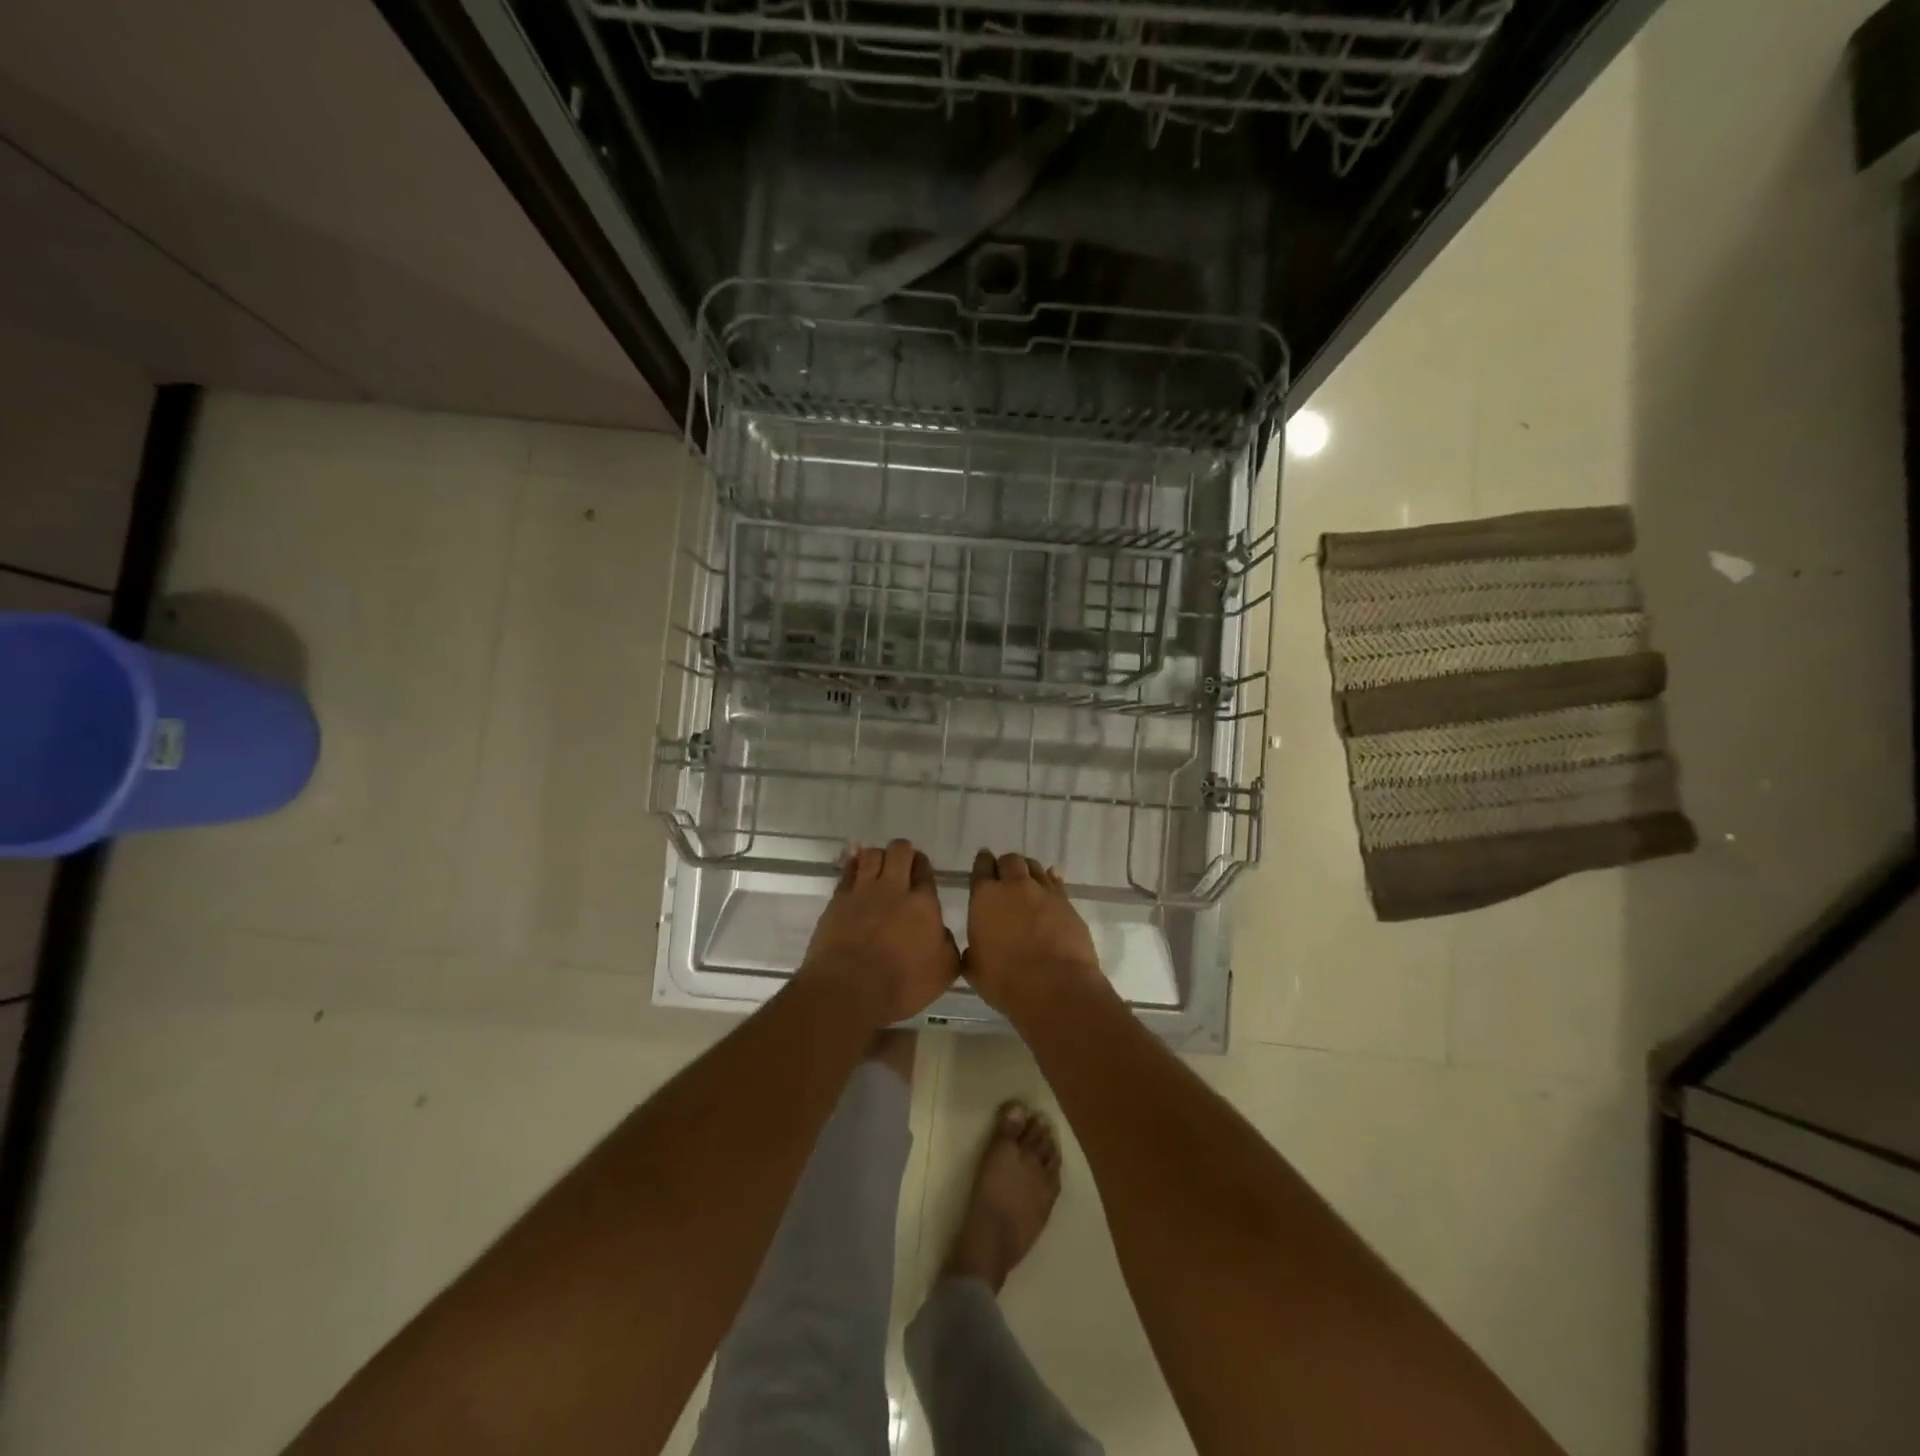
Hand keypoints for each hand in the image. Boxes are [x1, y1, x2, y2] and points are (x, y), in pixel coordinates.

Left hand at [802, 839, 958, 1025]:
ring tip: (877, 869)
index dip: (923, 867)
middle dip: (903, 853)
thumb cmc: (902, 984)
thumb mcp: (943, 972)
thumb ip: (948, 945)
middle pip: (900, 851)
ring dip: (877, 857)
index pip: (925, 869)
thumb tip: (942, 932)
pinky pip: (847, 871)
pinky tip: (855, 868)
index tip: (920, 874)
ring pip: (871, 854)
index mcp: (923, 903)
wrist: (849, 989)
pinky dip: (853, 865)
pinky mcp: (837, 900)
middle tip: (901, 867)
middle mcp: (894, 888)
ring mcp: (863, 891)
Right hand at [964, 851, 1106, 1015]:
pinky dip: (1051, 882)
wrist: (1056, 986)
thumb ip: (972, 952)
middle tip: (1004, 878)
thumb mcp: (974, 970)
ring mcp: (1044, 892)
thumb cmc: (1006, 980)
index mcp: (985, 897)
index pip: (981, 867)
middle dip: (1005, 865)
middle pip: (1010, 860)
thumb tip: (975, 949)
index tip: (983, 864)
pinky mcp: (1068, 903)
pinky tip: (1049, 888)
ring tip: (1026, 883)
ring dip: (1028, 871)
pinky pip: (1056, 883)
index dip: (982, 863)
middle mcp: (1014, 886)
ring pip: (1034, 867)